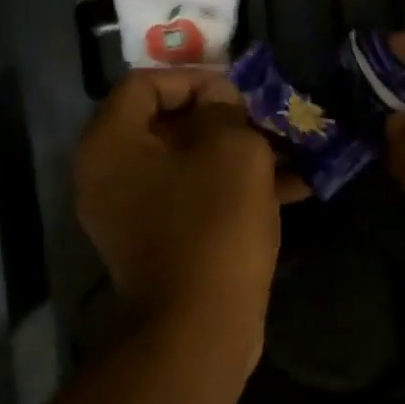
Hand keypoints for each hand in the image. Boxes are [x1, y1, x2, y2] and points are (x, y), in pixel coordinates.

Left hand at [75, 70, 288, 341]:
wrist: (201, 326)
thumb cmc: (214, 226)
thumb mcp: (232, 151)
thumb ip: (225, 111)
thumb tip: (219, 102)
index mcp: (111, 145)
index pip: (144, 84)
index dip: (195, 77)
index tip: (240, 91)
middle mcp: (110, 177)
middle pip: (167, 126)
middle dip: (225, 119)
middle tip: (267, 119)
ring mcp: (134, 215)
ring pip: (189, 166)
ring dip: (240, 155)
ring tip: (292, 151)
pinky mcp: (162, 244)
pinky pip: (196, 201)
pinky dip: (236, 191)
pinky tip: (294, 188)